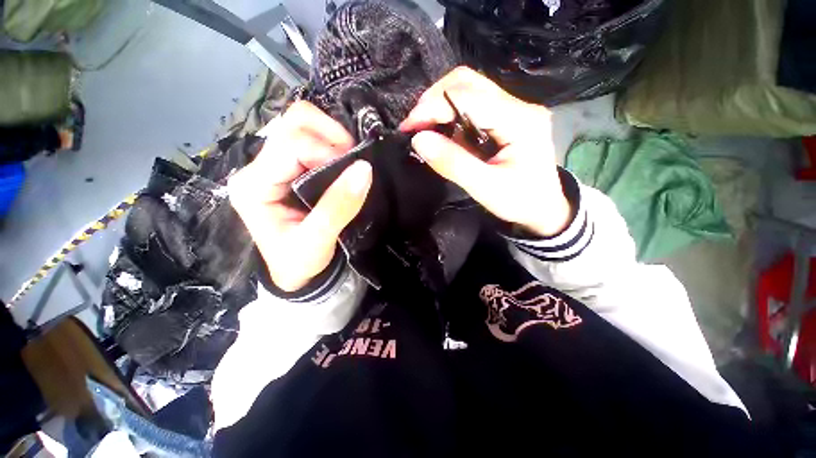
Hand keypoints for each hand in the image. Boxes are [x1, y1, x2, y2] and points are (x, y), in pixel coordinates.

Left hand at [228, 101, 372, 291]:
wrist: (297, 272)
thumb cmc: (300, 261)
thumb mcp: (318, 240)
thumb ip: (339, 206)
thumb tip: (364, 169)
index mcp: (254, 185)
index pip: (290, 144)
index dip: (326, 152)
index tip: (352, 173)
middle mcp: (258, 168)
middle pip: (293, 122)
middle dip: (330, 135)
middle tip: (352, 162)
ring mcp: (273, 164)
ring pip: (303, 125)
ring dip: (333, 138)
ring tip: (348, 164)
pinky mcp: (289, 168)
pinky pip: (312, 139)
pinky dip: (333, 145)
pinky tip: (343, 164)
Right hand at [400, 67, 570, 236]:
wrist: (544, 208)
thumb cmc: (520, 202)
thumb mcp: (485, 188)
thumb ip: (452, 163)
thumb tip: (418, 140)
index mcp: (519, 120)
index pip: (467, 96)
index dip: (432, 107)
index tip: (408, 128)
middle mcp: (519, 105)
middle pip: (468, 82)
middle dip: (434, 100)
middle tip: (415, 126)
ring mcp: (515, 108)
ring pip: (469, 89)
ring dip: (441, 106)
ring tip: (426, 129)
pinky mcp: (508, 116)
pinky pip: (473, 105)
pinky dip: (451, 115)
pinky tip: (444, 132)